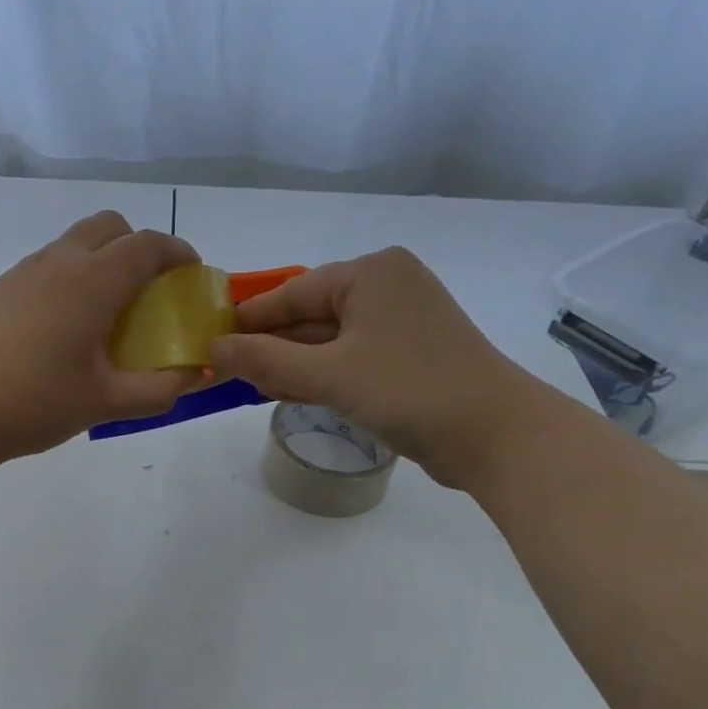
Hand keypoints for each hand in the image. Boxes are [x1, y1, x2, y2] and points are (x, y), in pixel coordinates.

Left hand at [0, 210, 203, 471]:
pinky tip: (67, 327)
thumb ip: (159, 389)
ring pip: (76, 242)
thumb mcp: (105, 402)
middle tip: (151, 291)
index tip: (192, 275)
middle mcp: (59, 262)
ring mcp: (24, 272)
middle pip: (110, 226)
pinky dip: (74, 277)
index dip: (178, 253)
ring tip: (111, 312)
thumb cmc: (33, 403)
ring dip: (104, 260)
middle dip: (139, 246)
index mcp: (93, 281)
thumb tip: (194, 378)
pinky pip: (50, 265)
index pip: (147, 245)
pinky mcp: (0, 290)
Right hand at [207, 247, 548, 486]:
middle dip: (272, 345)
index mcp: (371, 273)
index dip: (249, 319)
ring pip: (331, 339)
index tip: (211, 341)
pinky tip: (293, 393)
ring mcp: (404, 321)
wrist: (496, 435)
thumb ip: (266, 361)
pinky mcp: (412, 354)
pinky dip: (324, 374)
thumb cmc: (409, 391)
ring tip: (253, 387)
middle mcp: (388, 287)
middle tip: (227, 372)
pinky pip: (352, 357)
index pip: (292, 292)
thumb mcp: (328, 376)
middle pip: (311, 314)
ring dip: (294, 364)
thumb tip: (214, 348)